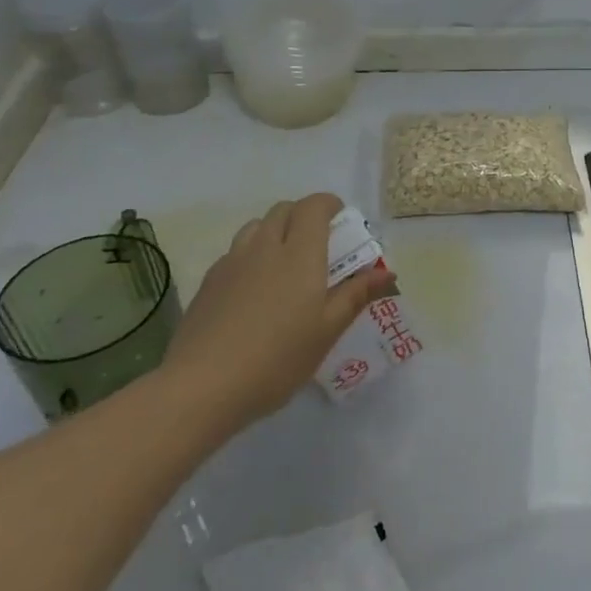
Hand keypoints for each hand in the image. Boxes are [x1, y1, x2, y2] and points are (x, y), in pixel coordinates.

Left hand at [162, 193, 394, 428]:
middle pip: (283, 210)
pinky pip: (235, 253)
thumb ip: (356, 295)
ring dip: (275, 231)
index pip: (313, 206)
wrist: (203, 386)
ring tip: (285, 263)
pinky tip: (255, 290)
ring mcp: (231, 263)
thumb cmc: (278, 358)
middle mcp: (264, 247)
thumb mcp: (327, 331)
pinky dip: (252, 255)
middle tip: (319, 243)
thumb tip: (387, 273)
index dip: (328, 204)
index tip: (341, 219)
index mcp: (300, 254)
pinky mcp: (208, 283)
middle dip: (303, 215)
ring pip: (255, 227)